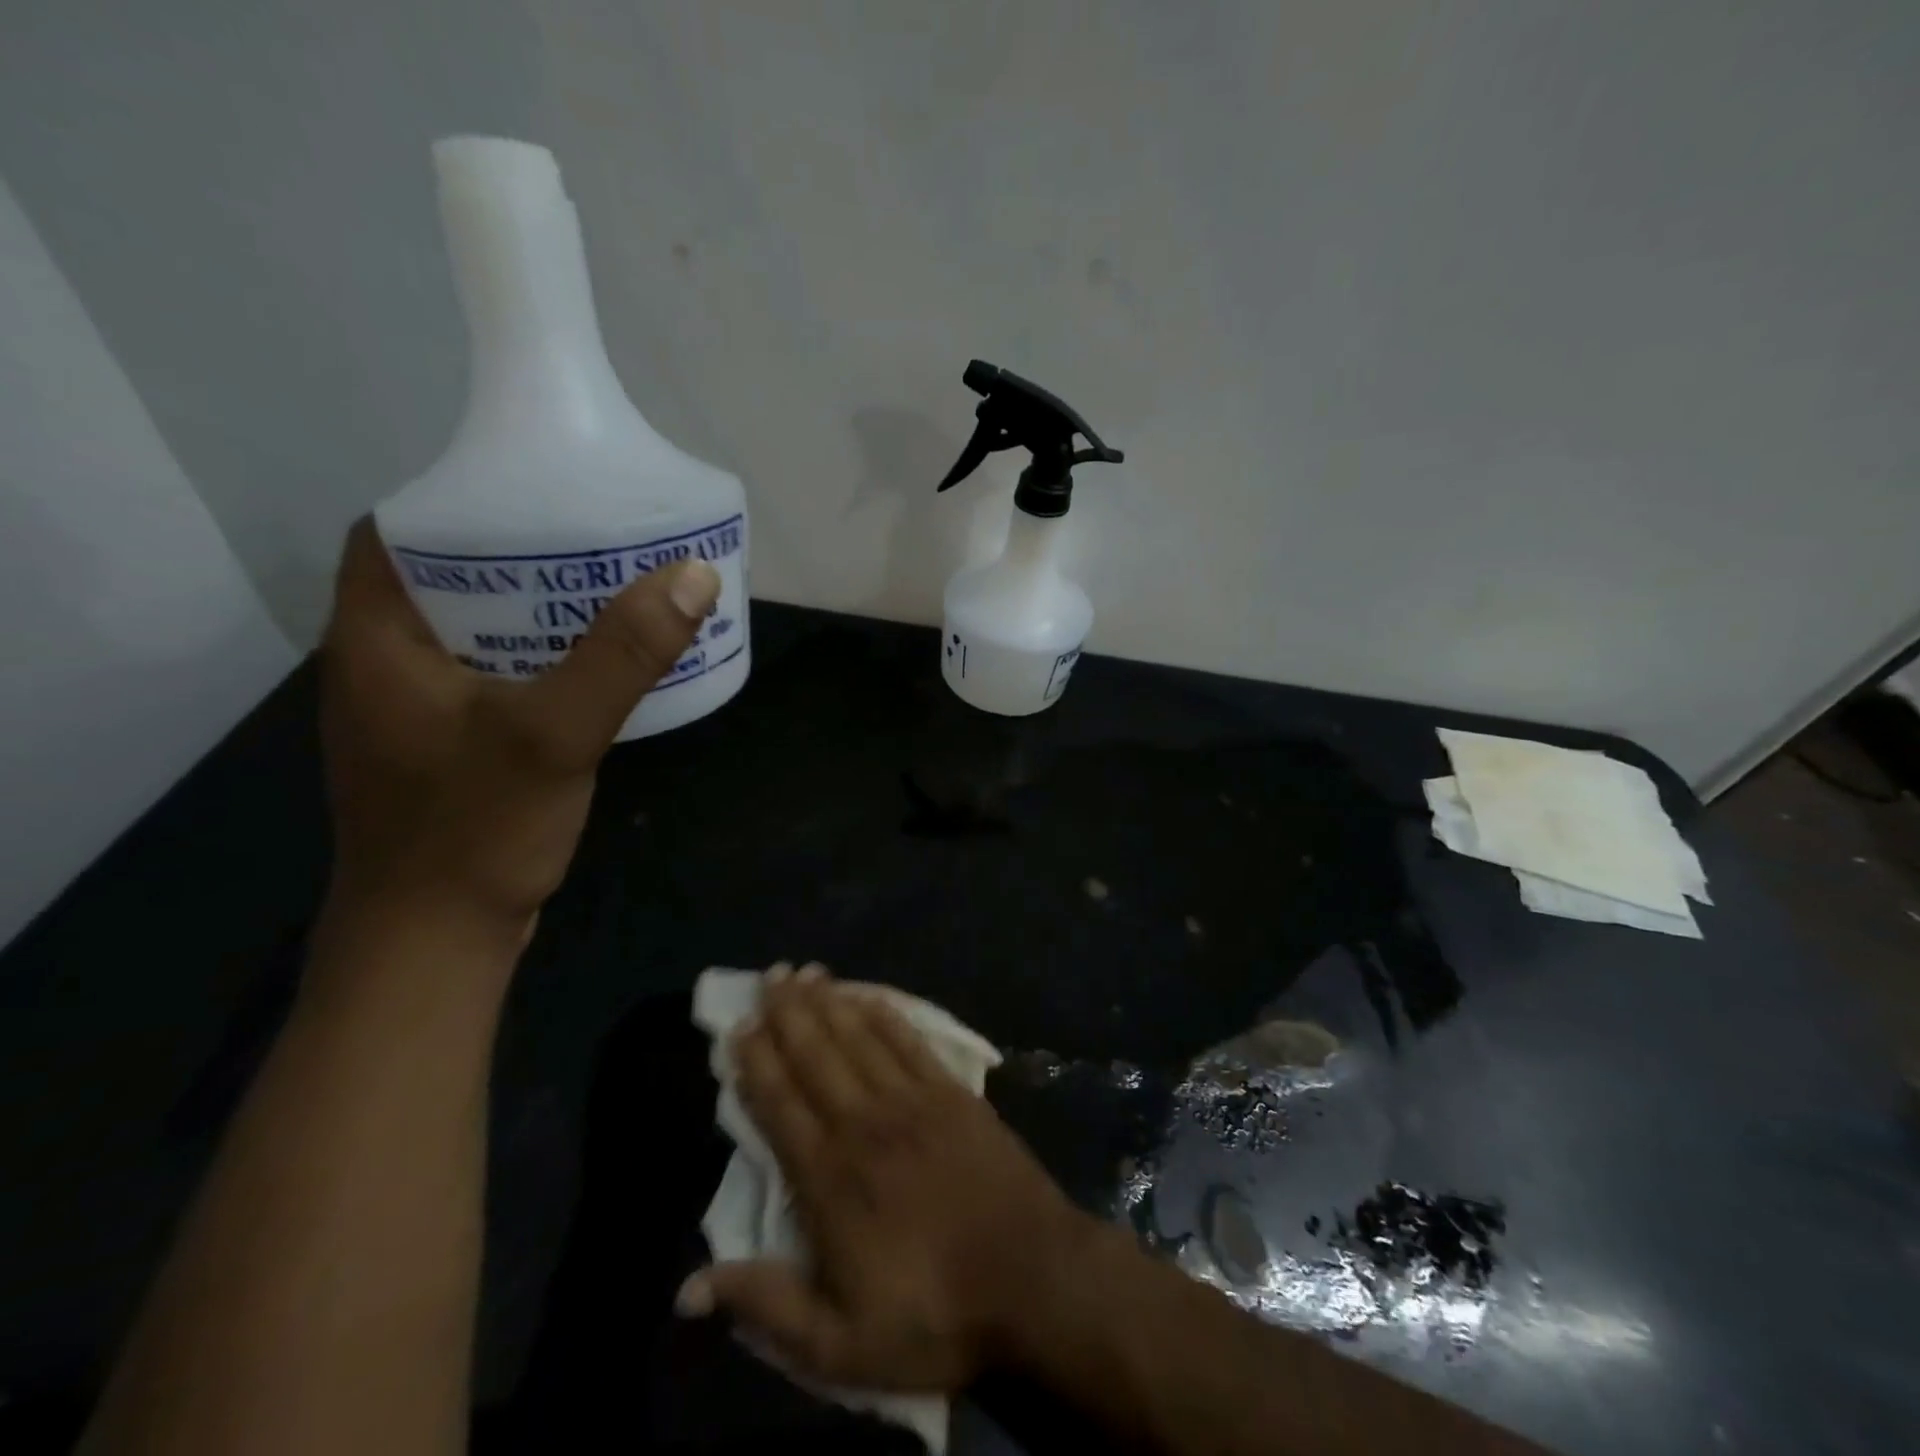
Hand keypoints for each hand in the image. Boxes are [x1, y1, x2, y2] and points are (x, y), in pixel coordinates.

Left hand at [319, 519, 717, 936]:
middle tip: (598, 539)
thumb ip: (622, 655)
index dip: (464, 503)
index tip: (539, 493)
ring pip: (478, 633)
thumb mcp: (553, 734)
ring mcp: (418, 712)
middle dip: (520, 555)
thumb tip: (693, 575)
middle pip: (448, 580)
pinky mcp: (452, 748)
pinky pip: (498, 679)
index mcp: (376, 639)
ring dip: (537, 611)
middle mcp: (384, 665)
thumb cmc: (475, 831)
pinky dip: (543, 661)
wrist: (437, 943)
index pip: (398, 534)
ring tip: (611, 591)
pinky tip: (598, 668)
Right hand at [677, 966, 1094, 1391]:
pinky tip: (868, 996)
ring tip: (805, 973)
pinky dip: (885, 1014)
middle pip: (816, 1055)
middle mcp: (865, 1123)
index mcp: (830, 1178)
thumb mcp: (840, 1344)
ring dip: (829, 1002)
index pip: (780, 1105)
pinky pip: (909, 1041)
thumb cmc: (935, 1315)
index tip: (738, 1027)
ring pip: (859, 1037)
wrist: (1033, 1279)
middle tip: (768, 976)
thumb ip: (767, 1306)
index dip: (756, 1063)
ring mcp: (912, 1100)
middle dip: (788, 1013)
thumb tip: (688, 1287)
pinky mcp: (952, 1092)